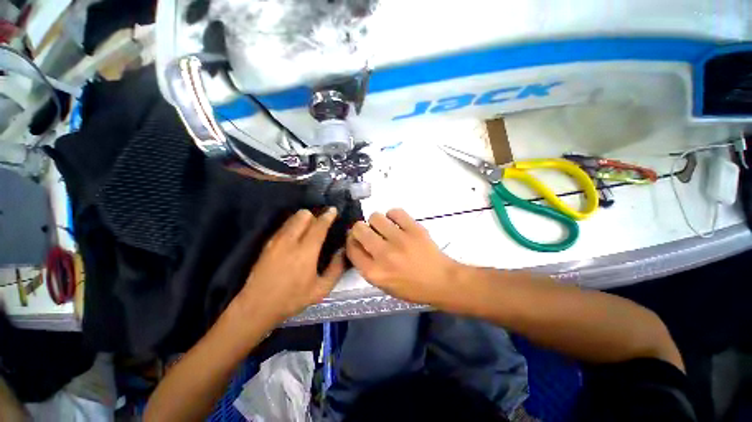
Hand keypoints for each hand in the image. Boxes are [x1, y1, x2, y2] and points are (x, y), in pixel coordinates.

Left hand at [235, 208, 345, 323]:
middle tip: (320, 226)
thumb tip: (343, 251)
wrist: (256, 307)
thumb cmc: (292, 299)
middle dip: (314, 216)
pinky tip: (296, 238)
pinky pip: (284, 226)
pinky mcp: (267, 244)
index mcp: (305, 251)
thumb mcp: (321, 289)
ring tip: (309, 230)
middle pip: (303, 215)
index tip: (333, 210)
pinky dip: (293, 226)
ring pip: (292, 218)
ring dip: (303, 219)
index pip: (319, 225)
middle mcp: (290, 241)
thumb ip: (336, 269)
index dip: (328, 216)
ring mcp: (276, 241)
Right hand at [346, 209, 461, 306]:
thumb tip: (358, 243)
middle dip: (360, 229)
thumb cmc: (411, 287)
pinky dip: (393, 215)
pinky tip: (397, 223)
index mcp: (374, 272)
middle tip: (370, 232)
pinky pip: (395, 212)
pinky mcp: (414, 229)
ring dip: (377, 221)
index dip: (351, 241)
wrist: (441, 281)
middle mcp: (383, 254)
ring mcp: (400, 239)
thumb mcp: (383, 285)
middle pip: (359, 229)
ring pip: (375, 217)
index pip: (351, 248)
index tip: (356, 239)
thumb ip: (367, 265)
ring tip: (385, 228)